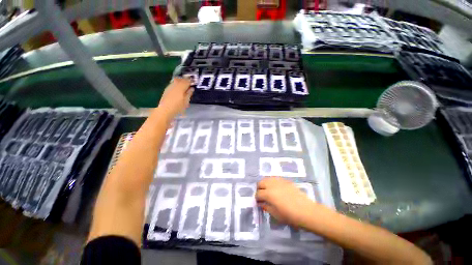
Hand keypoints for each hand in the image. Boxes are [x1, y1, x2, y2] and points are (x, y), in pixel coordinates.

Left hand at [158, 78, 192, 119]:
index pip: (187, 81)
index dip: (191, 81)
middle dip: (185, 80)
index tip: (193, 82)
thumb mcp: (186, 102)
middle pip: (181, 79)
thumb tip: (191, 88)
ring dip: (181, 81)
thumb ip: (189, 94)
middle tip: (189, 83)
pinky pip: (173, 83)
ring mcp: (170, 87)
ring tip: (184, 85)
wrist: (165, 110)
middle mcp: (175, 85)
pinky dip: (176, 84)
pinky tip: (178, 88)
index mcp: (181, 88)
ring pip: (176, 80)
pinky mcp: (166, 89)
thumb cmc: (177, 107)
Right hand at [256, 177, 314, 227]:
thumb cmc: (290, 215)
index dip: (257, 198)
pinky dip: (272, 182)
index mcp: (268, 194)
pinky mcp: (285, 180)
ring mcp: (279, 181)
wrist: (306, 211)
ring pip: (267, 179)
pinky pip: (275, 179)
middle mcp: (272, 185)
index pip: (258, 193)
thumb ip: (266, 207)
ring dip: (265, 184)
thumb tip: (260, 203)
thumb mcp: (275, 214)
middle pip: (260, 183)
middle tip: (262, 195)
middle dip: (259, 189)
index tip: (259, 202)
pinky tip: (276, 188)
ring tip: (268, 191)